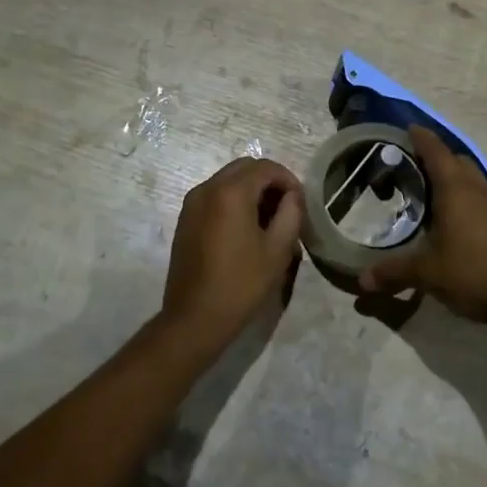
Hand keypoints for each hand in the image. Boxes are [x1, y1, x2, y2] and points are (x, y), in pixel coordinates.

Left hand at [161, 157, 304, 345]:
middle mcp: (207, 188)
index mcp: (231, 192)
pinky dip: (233, 201)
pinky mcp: (185, 219)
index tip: (301, 202)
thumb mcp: (278, 249)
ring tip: (268, 220)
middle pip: (244, 168)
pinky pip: (214, 196)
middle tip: (286, 207)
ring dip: (251, 190)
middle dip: (269, 181)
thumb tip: (292, 196)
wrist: (194, 318)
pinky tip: (245, 229)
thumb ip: (291, 213)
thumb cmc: (241, 284)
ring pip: (228, 180)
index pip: (266, 168)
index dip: (288, 179)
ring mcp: (192, 203)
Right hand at [357, 126, 486, 327]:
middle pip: (456, 161)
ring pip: (471, 179)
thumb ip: (394, 272)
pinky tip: (454, 222)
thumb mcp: (427, 274)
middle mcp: (477, 190)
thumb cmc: (473, 273)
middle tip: (411, 166)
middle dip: (435, 157)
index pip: (436, 151)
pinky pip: (481, 198)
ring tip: (429, 194)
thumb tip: (362, 281)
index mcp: (456, 190)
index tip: (407, 129)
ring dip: (452, 179)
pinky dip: (465, 199)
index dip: (421, 138)